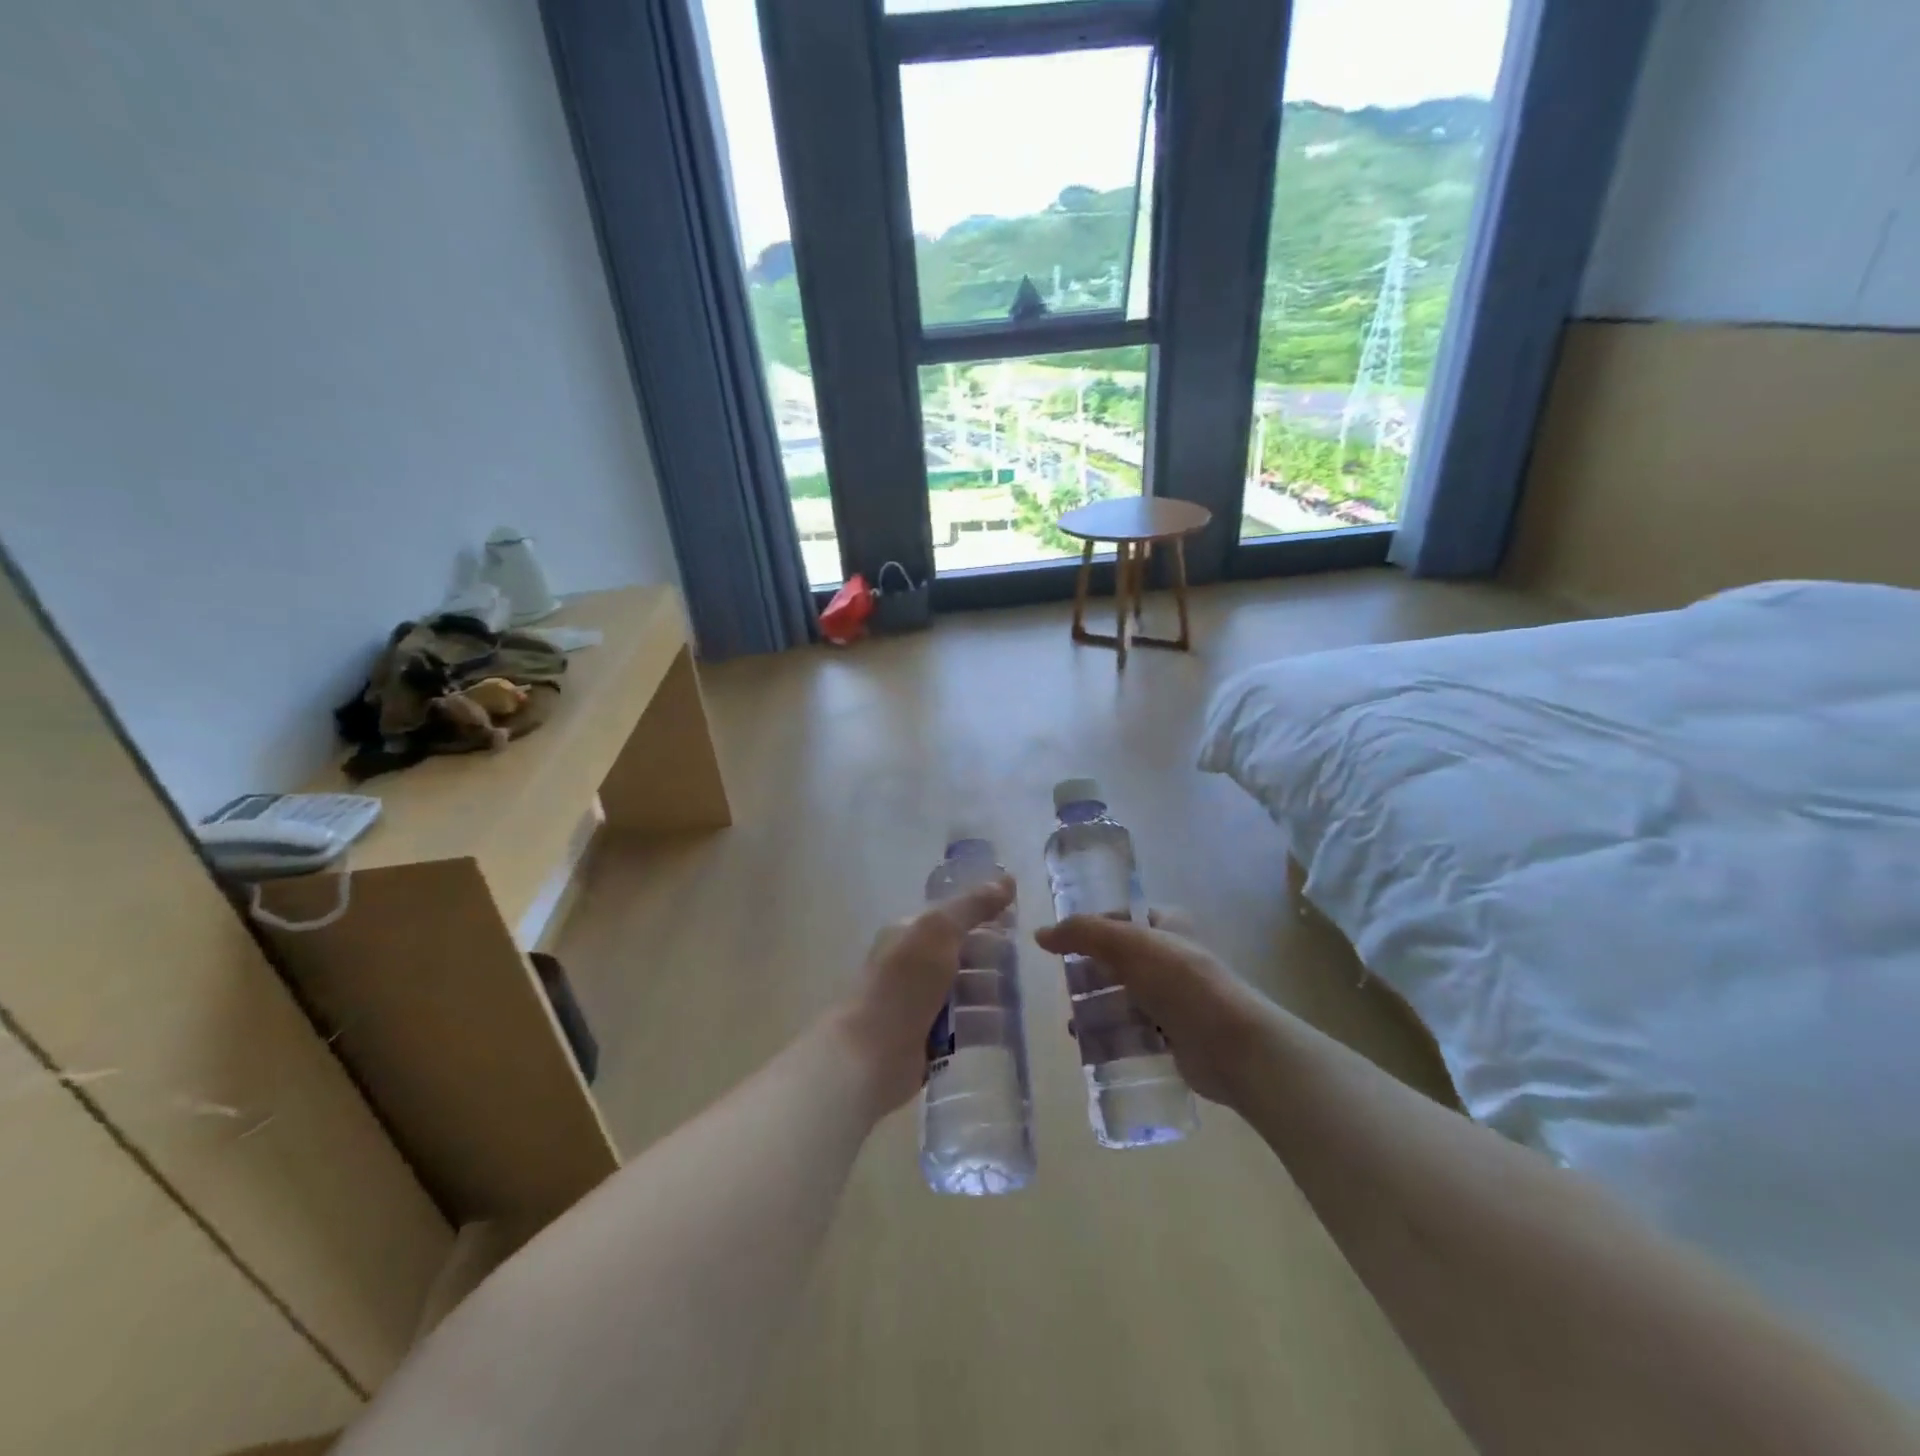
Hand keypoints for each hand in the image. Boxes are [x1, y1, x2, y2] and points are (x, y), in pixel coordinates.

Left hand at [834, 876, 1015, 1113]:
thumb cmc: (904, 983)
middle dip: (992, 958)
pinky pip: (965, 1026)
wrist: (871, 1054)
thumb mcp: (939, 931)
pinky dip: (986, 1024)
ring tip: (1020, 998)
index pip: (953, 918)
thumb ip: (973, 906)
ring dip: (992, 992)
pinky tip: (1008, 1027)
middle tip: (1023, 964)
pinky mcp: (930, 1040)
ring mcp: (921, 1005)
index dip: (984, 917)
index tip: (1018, 923)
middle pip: (962, 955)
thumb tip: (1008, 879)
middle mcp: (913, 965)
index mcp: (910, 933)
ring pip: (966, 992)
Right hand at [1034, 910, 1265, 1105]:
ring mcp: (1174, 998)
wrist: (1232, 1045)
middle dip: (1089, 975)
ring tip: (1073, 1024)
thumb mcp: (1126, 944)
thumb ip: (1082, 933)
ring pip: (1123, 997)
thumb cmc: (1180, 982)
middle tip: (1066, 988)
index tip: (1060, 947)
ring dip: (1096, 1009)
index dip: (1090, 930)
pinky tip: (1091, 1046)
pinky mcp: (1174, 1035)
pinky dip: (1112, 1036)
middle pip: (1117, 961)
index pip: (1119, 919)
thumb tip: (1040, 935)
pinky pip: (1134, 1031)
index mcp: (1167, 925)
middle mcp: (1171, 957)